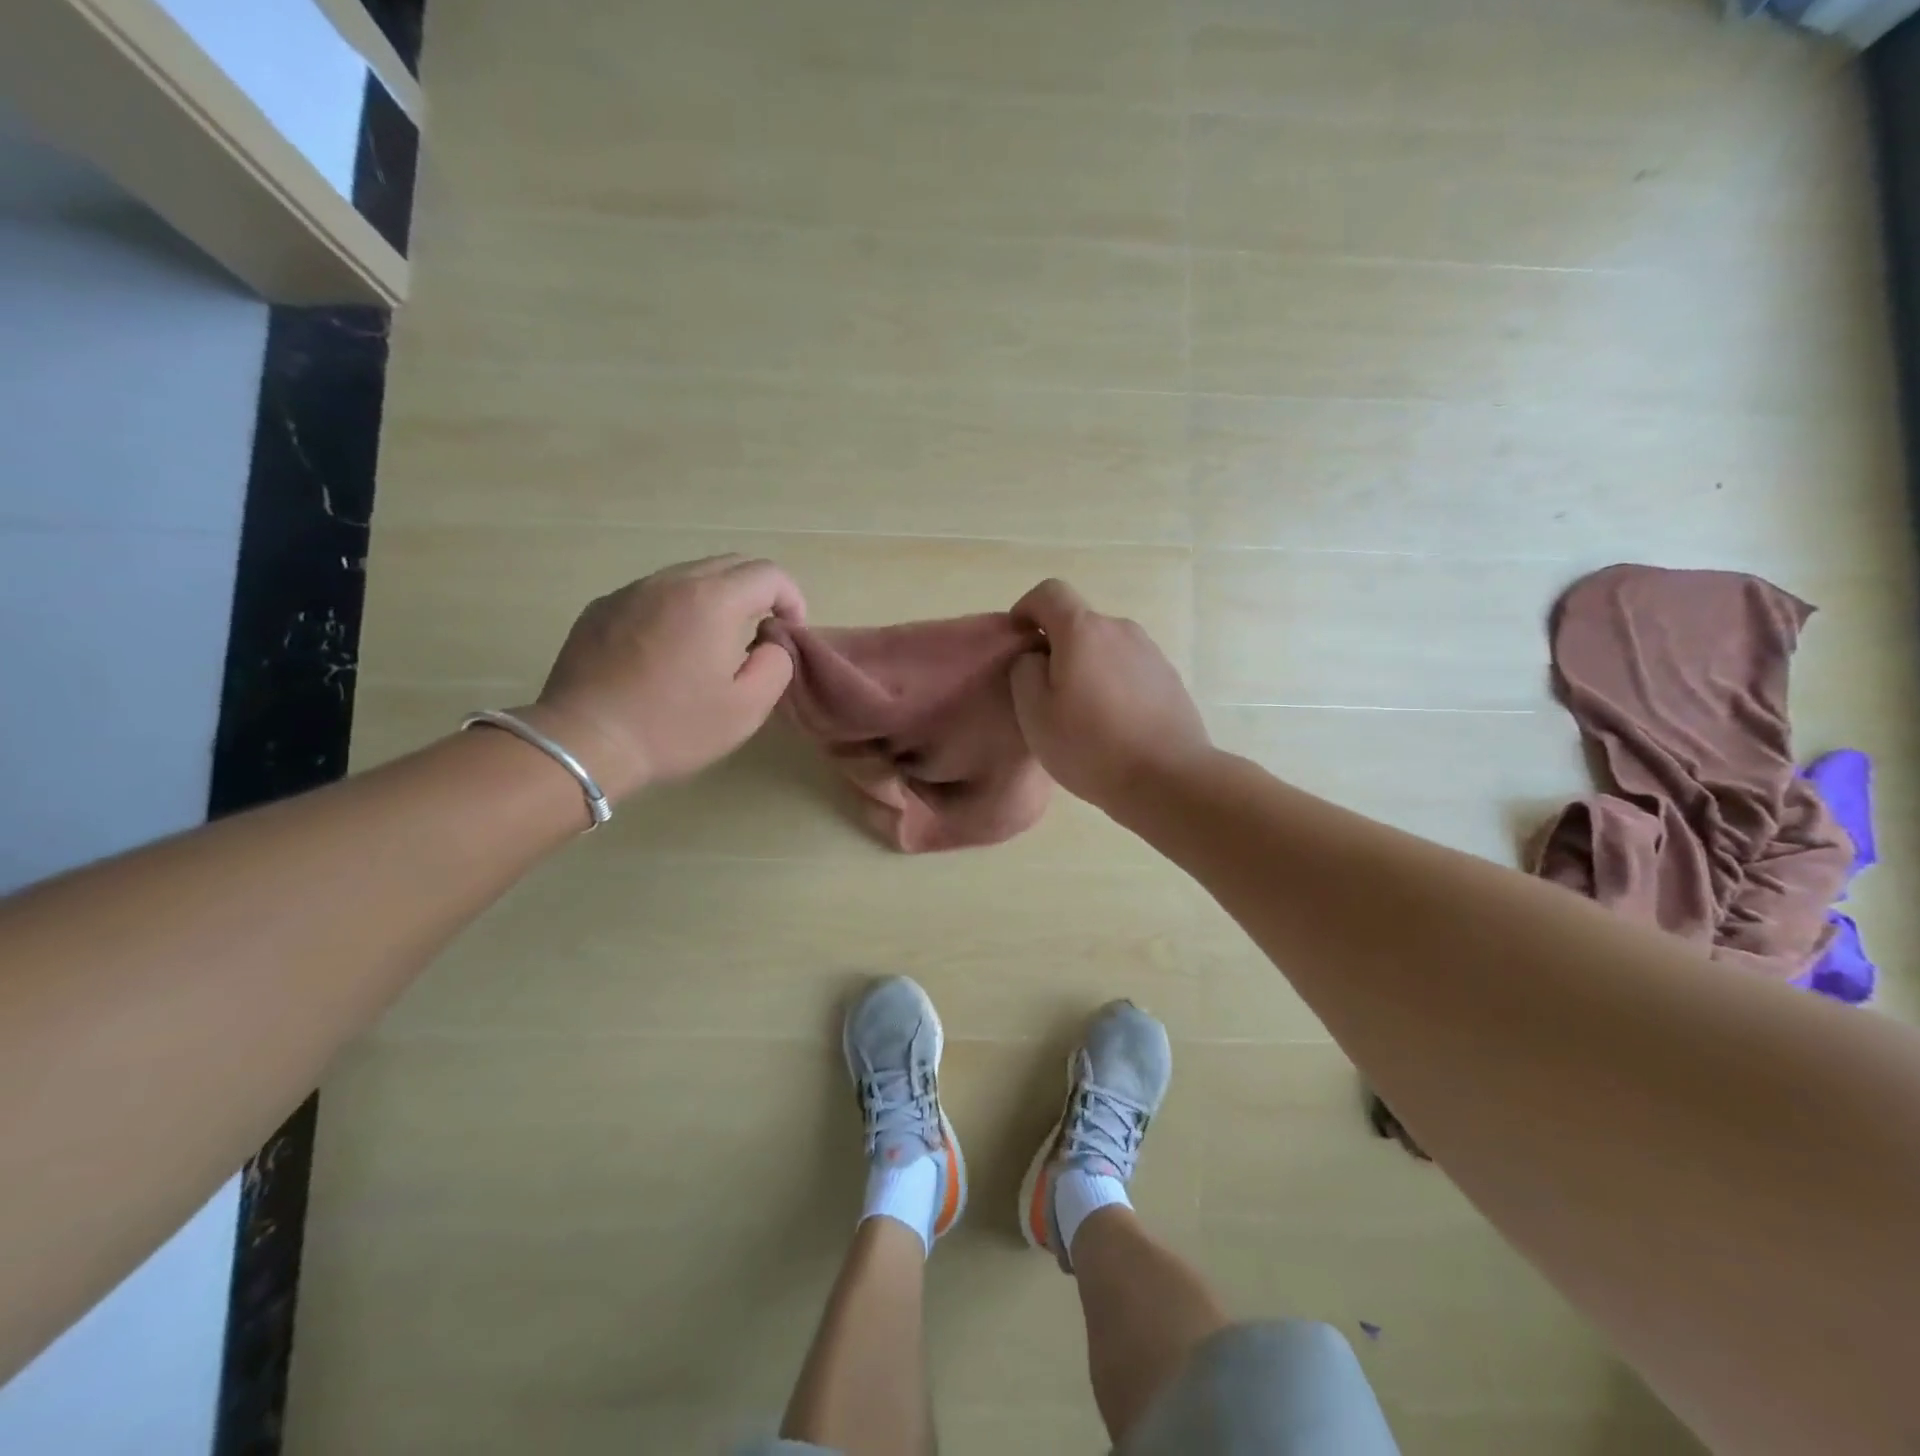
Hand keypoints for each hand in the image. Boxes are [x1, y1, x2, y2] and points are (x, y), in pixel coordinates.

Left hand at [522, 555, 804, 799]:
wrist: (583, 742)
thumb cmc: (674, 727)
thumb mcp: (748, 707)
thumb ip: (777, 663)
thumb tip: (770, 640)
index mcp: (712, 600)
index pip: (768, 574)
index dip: (791, 598)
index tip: (788, 633)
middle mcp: (671, 581)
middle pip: (730, 564)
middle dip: (757, 592)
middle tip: (760, 634)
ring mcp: (630, 591)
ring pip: (690, 576)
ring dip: (716, 599)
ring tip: (714, 643)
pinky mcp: (601, 609)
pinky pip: (653, 595)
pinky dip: (676, 610)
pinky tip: (668, 652)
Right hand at [1008, 579, 1211, 813]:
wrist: (1168, 779)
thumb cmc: (1091, 746)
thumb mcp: (1034, 713)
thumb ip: (1024, 672)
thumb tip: (1036, 657)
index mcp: (1083, 630)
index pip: (1049, 592)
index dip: (1027, 609)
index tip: (1018, 640)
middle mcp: (1120, 629)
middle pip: (1079, 623)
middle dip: (1057, 647)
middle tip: (1046, 693)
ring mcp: (1150, 653)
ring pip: (1105, 648)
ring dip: (1087, 667)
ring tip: (1081, 714)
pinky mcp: (1169, 678)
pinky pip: (1128, 669)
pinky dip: (1113, 684)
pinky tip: (1113, 724)